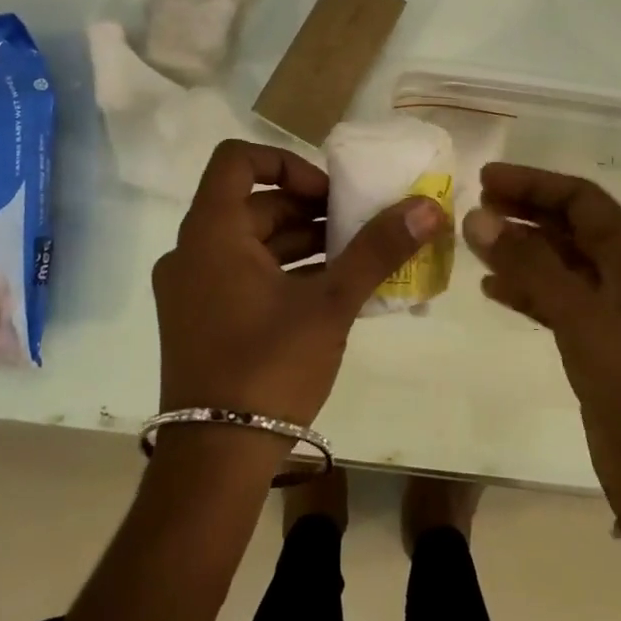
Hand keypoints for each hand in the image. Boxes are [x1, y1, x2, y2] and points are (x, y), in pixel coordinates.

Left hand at [152, 140, 446, 432]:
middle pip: (252, 204)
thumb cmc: (269, 367)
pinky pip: (243, 274)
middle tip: (356, 225)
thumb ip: (378, 250)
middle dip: (308, 209)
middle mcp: (192, 251)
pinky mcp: (200, 319)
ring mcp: (191, 288)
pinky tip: (330, 291)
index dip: (287, 163)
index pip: (238, 160)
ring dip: (301, 242)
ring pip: (250, 242)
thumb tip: (428, 207)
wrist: (215, 461)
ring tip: (354, 257)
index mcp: (211, 233)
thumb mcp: (330, 304)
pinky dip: (283, 272)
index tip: (327, 192)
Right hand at [462, 164, 620, 518]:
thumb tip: (477, 218)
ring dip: (520, 250)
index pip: (580, 199)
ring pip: (559, 263)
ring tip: (475, 243)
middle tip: (475, 208)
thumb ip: (530, 266)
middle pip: (570, 226)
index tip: (485, 180)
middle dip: (524, 212)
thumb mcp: (585, 319)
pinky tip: (492, 291)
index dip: (533, 184)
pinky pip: (555, 301)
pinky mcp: (597, 345)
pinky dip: (525, 290)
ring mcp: (613, 311)